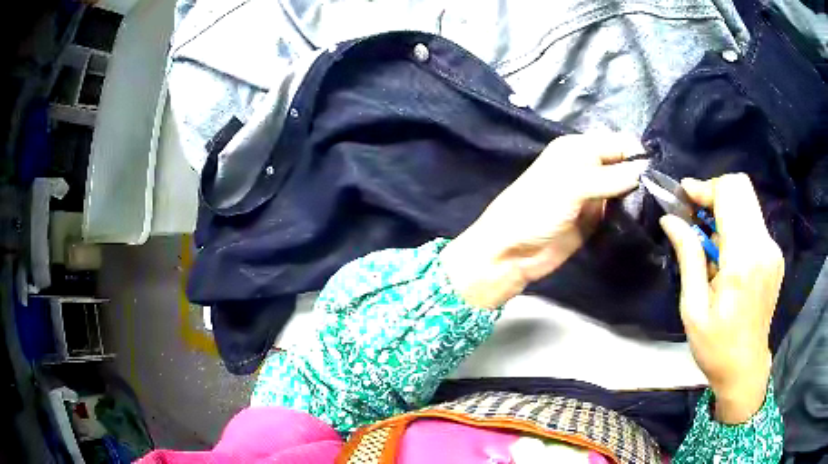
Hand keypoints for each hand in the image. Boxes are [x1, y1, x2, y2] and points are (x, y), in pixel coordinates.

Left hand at [440, 133, 647, 307]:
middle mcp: (587, 167)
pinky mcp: (595, 220)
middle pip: (622, 164)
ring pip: (623, 188)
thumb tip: (642, 170)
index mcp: (577, 149)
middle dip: (641, 174)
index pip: (616, 143)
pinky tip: (647, 217)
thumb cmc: (536, 210)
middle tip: (665, 191)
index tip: (659, 171)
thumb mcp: (572, 186)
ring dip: (639, 194)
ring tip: (660, 205)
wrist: (512, 253)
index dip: (636, 153)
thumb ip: (609, 177)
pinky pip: (618, 210)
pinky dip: (630, 212)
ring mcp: (592, 195)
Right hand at [660, 174, 782, 423]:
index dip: (705, 187)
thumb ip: (688, 257)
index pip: (730, 192)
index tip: (684, 198)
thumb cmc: (716, 347)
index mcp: (743, 260)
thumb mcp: (693, 309)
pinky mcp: (775, 255)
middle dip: (714, 193)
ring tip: (709, 245)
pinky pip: (754, 222)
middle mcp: (764, 246)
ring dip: (725, 212)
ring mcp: (772, 250)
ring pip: (748, 203)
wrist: (746, 370)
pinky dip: (736, 226)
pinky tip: (725, 256)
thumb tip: (671, 219)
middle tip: (695, 216)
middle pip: (741, 187)